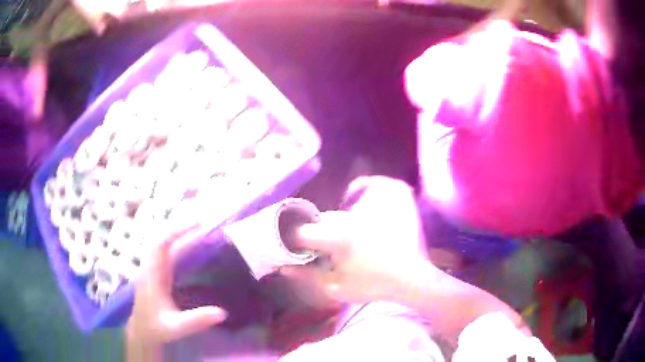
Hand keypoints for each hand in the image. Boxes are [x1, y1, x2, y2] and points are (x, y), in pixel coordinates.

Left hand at [126, 226, 226, 345]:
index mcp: (151, 276)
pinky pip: (165, 249)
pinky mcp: (156, 271)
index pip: (160, 245)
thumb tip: (223, 312)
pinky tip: (189, 241)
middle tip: (203, 220)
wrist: (141, 331)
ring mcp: (152, 267)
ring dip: (177, 231)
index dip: (177, 231)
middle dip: (179, 226)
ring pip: (161, 241)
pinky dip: (177, 241)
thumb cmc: (156, 328)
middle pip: (160, 237)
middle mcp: (150, 266)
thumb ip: (196, 320)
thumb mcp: (176, 328)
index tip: (197, 224)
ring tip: (198, 226)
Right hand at [281, 176, 431, 303]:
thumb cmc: (374, 286)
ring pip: (345, 201)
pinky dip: (367, 189)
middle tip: (328, 246)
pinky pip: (375, 184)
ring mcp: (376, 204)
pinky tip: (367, 204)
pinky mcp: (394, 199)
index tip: (300, 248)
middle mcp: (354, 216)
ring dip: (342, 215)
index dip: (295, 240)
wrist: (412, 279)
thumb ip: (307, 276)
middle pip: (325, 218)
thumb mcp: (336, 287)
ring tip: (348, 233)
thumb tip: (283, 268)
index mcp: (339, 238)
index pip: (303, 232)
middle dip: (320, 231)